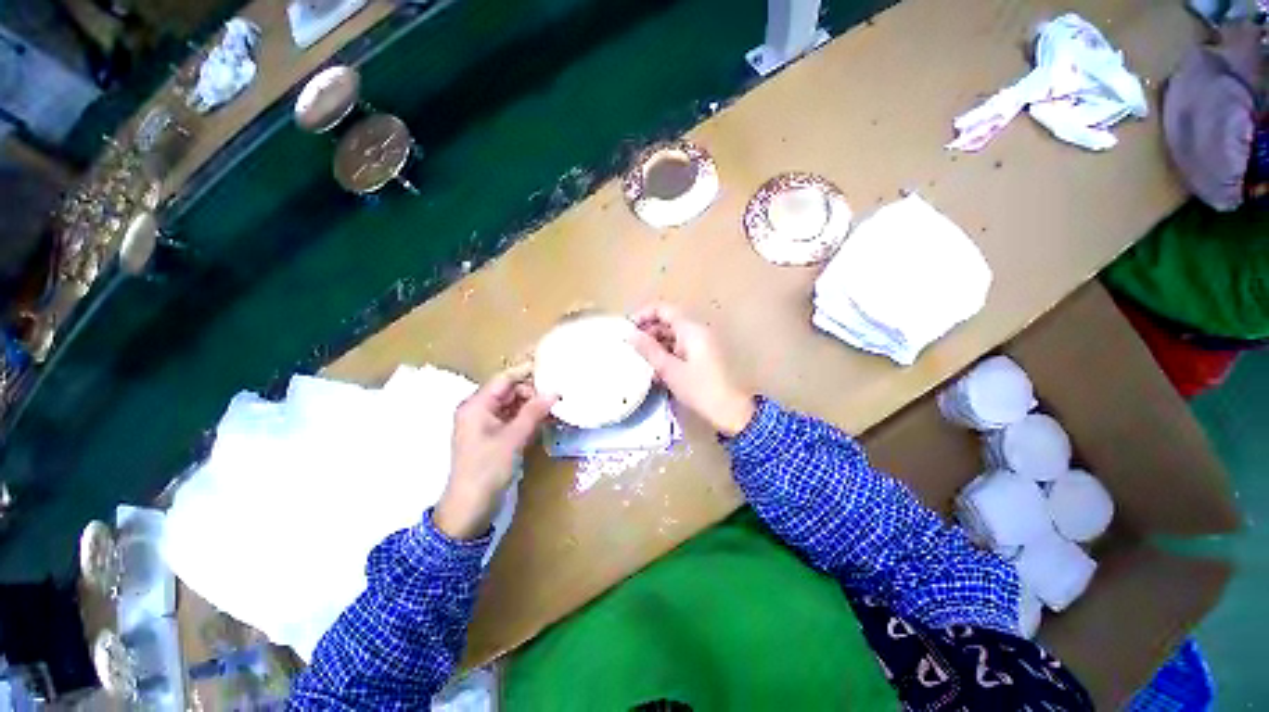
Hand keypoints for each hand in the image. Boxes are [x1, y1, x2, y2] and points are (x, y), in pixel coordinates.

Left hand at [434, 366, 556, 539]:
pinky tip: (546, 419)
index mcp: (476, 405)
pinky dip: (528, 418)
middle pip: (509, 391)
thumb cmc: (487, 469)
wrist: (470, 507)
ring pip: (513, 405)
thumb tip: (554, 392)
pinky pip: (513, 419)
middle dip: (533, 391)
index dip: (526, 372)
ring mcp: (486, 423)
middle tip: (558, 395)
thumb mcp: (513, 438)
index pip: (504, 379)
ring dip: (533, 405)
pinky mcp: (494, 436)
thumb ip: (533, 412)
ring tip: (556, 407)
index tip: (551, 367)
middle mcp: (479, 410)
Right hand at [628, 303, 755, 436]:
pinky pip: (680, 347)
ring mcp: (701, 343)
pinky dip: (666, 354)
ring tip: (641, 361)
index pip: (663, 309)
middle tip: (631, 348)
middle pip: (667, 321)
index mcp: (690, 329)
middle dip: (648, 331)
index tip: (628, 329)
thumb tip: (630, 334)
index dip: (643, 315)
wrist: (730, 410)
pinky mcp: (702, 356)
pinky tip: (656, 370)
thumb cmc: (699, 389)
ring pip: (672, 335)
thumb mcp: (670, 370)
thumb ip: (649, 350)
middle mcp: (696, 331)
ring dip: (656, 345)